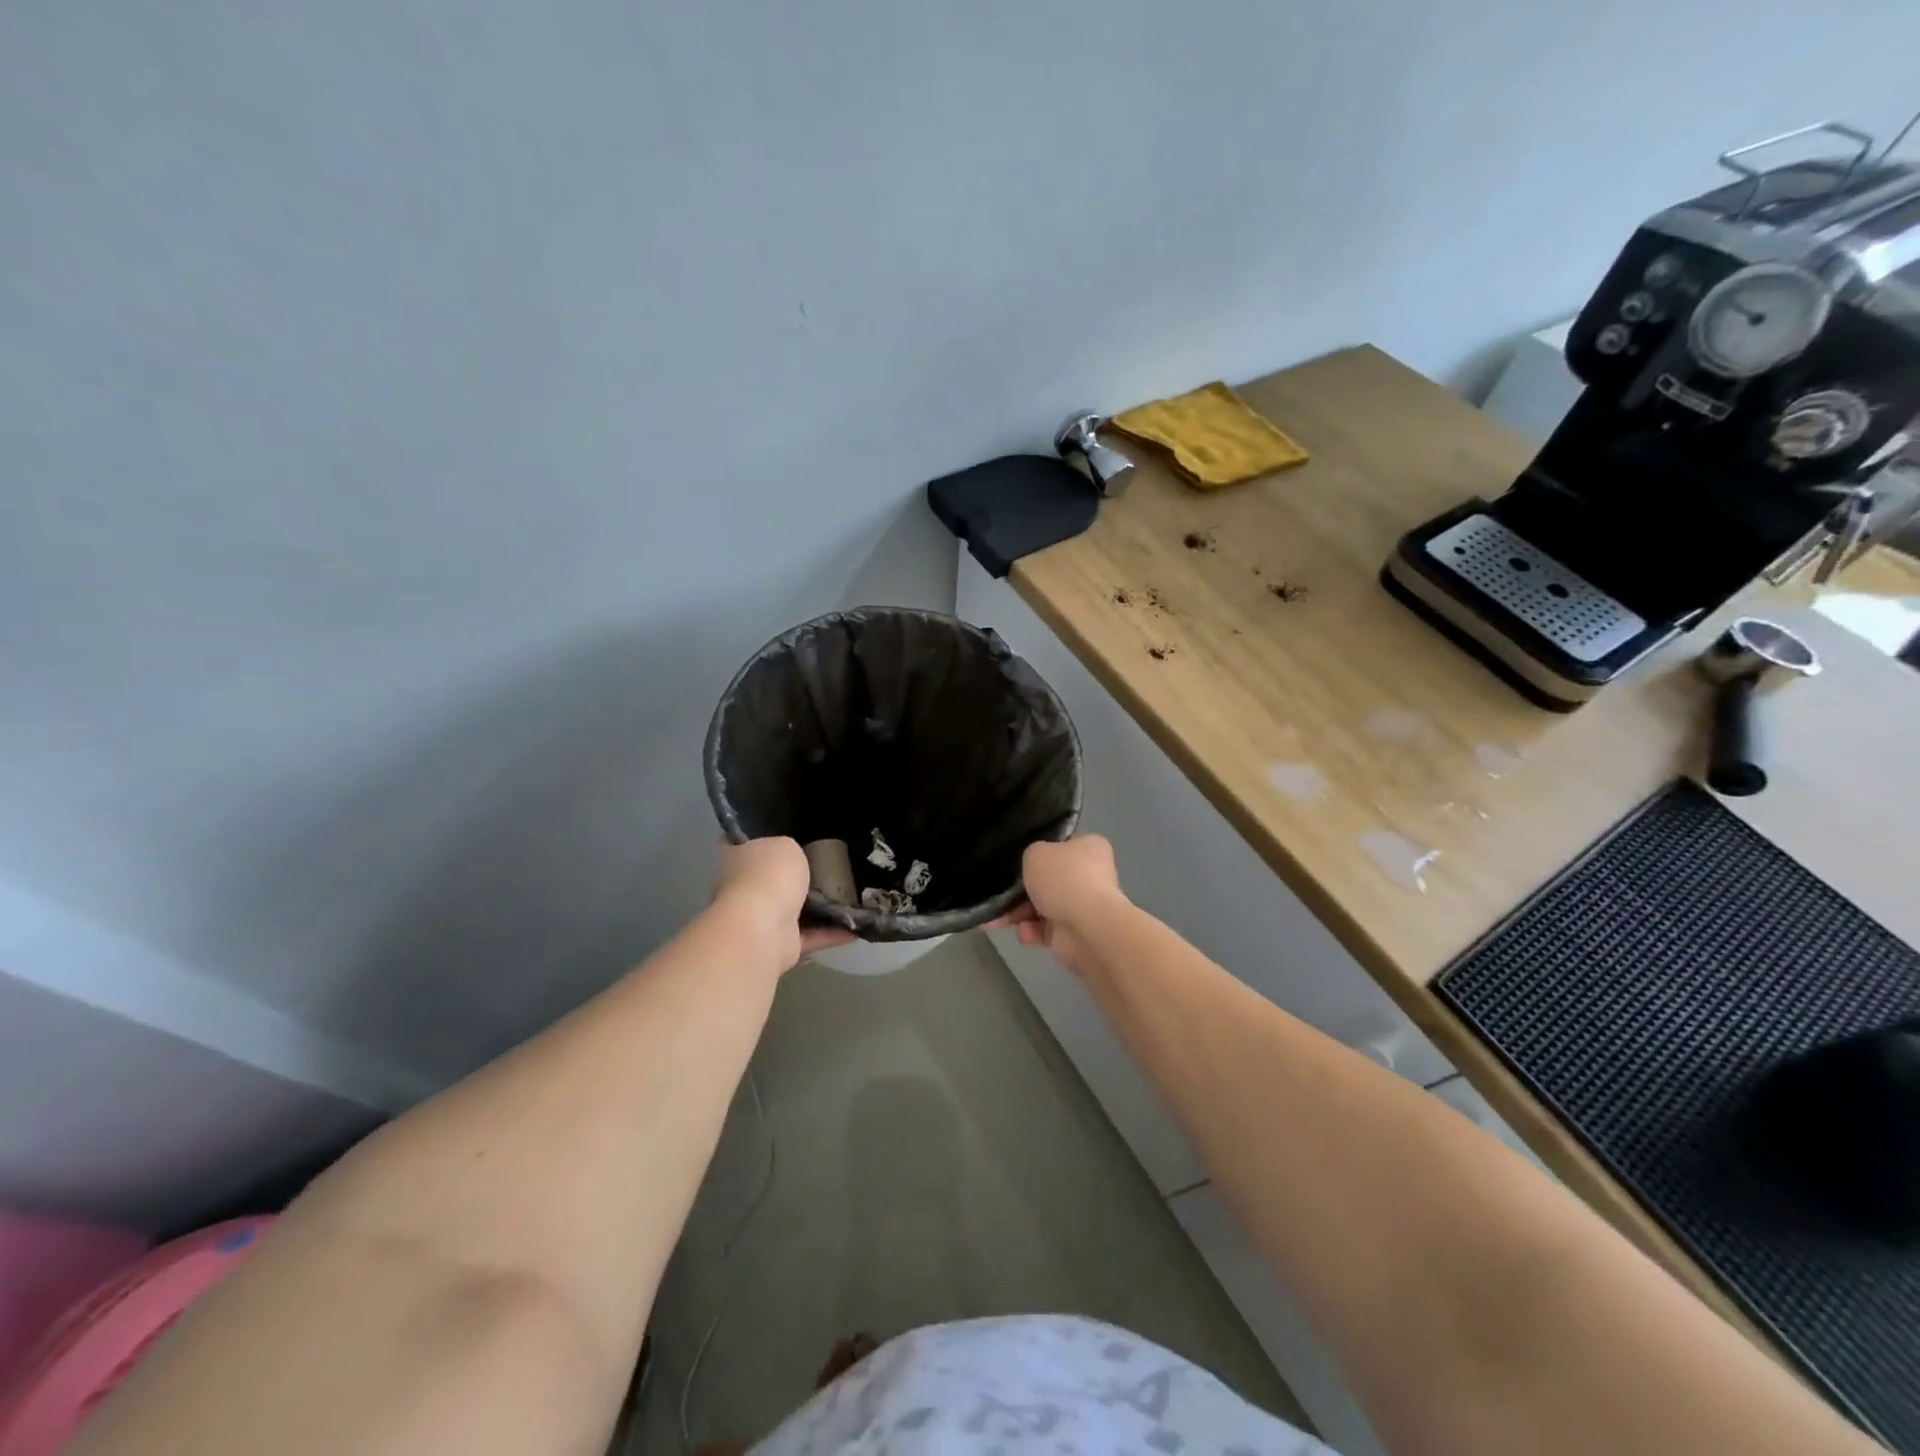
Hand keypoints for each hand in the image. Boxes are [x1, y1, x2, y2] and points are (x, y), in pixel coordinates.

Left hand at [712, 838, 854, 971]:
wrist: (762, 928)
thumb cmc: (770, 876)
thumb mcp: (786, 845)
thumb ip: (790, 849)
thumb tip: (790, 859)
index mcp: (738, 859)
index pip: (747, 845)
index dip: (767, 841)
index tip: (793, 840)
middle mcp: (744, 889)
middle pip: (772, 879)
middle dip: (796, 878)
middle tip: (830, 868)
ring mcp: (759, 919)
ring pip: (793, 910)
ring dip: (818, 909)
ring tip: (851, 898)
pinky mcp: (779, 944)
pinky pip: (809, 935)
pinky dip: (830, 933)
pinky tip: (855, 926)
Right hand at [1011, 835, 1127, 978]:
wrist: (1086, 927)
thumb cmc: (1063, 879)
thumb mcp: (1036, 853)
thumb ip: (1031, 855)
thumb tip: (1035, 867)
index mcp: (1090, 846)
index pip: (1062, 845)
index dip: (1040, 851)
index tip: (1019, 861)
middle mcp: (1091, 874)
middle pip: (1049, 879)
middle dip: (1022, 890)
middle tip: (1003, 893)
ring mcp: (1085, 905)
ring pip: (1044, 905)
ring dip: (1020, 913)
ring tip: (1001, 919)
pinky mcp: (1076, 932)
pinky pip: (1047, 929)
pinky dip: (1032, 931)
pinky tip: (1024, 933)